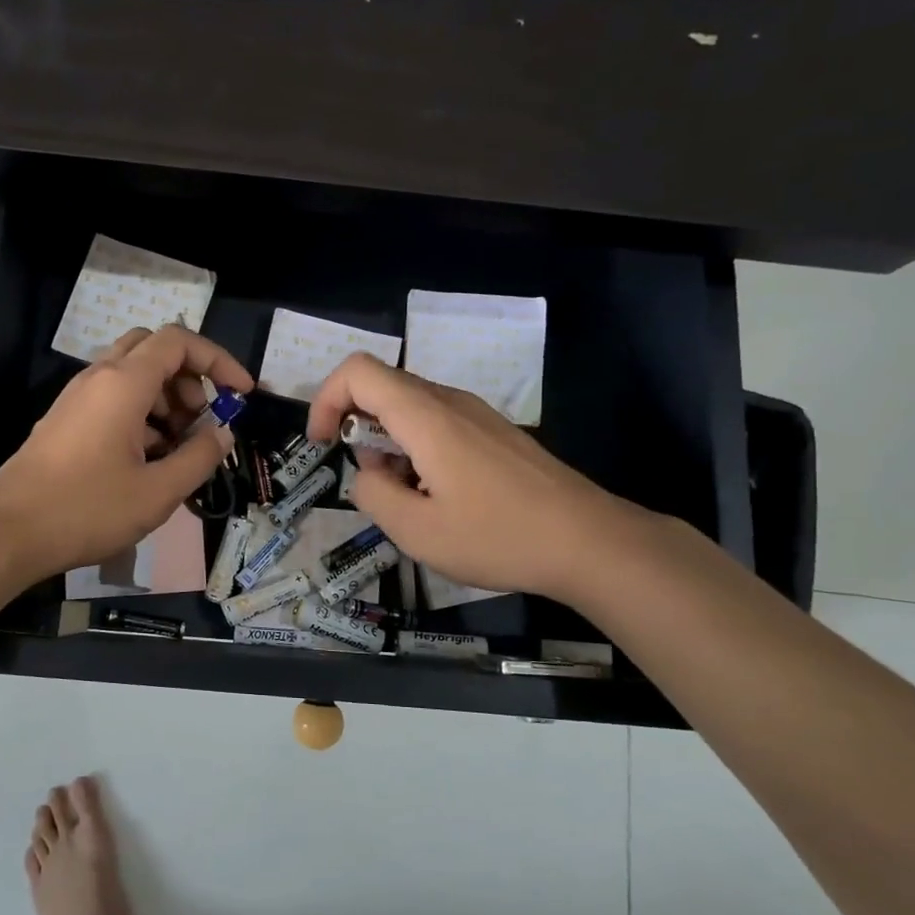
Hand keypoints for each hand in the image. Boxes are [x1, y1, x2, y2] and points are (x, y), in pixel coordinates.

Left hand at [0, 325, 253, 583]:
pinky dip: (141, 415)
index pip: (178, 342)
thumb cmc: (87, 509)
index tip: (241, 393)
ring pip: (131, 375)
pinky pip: (112, 400)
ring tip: (180, 448)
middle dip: (189, 376)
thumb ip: (199, 457)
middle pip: (153, 350)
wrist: (8, 532)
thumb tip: (222, 433)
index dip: (217, 359)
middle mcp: (98, 378)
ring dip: (165, 399)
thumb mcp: (157, 491)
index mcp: (123, 384)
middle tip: (203, 418)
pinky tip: (148, 461)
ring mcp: (77, 399)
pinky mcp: (65, 421)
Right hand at [306, 354, 633, 602]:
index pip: (358, 371)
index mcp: (426, 417)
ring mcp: (477, 415)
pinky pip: (439, 424)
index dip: (325, 400)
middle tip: (373, 485)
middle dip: (358, 432)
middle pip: (382, 389)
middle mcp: (450, 402)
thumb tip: (365, 476)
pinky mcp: (495, 433)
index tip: (323, 446)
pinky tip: (442, 498)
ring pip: (410, 409)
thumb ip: (372, 495)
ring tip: (410, 500)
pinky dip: (418, 451)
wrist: (591, 542)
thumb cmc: (498, 537)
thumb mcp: (416, 531)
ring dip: (389, 446)